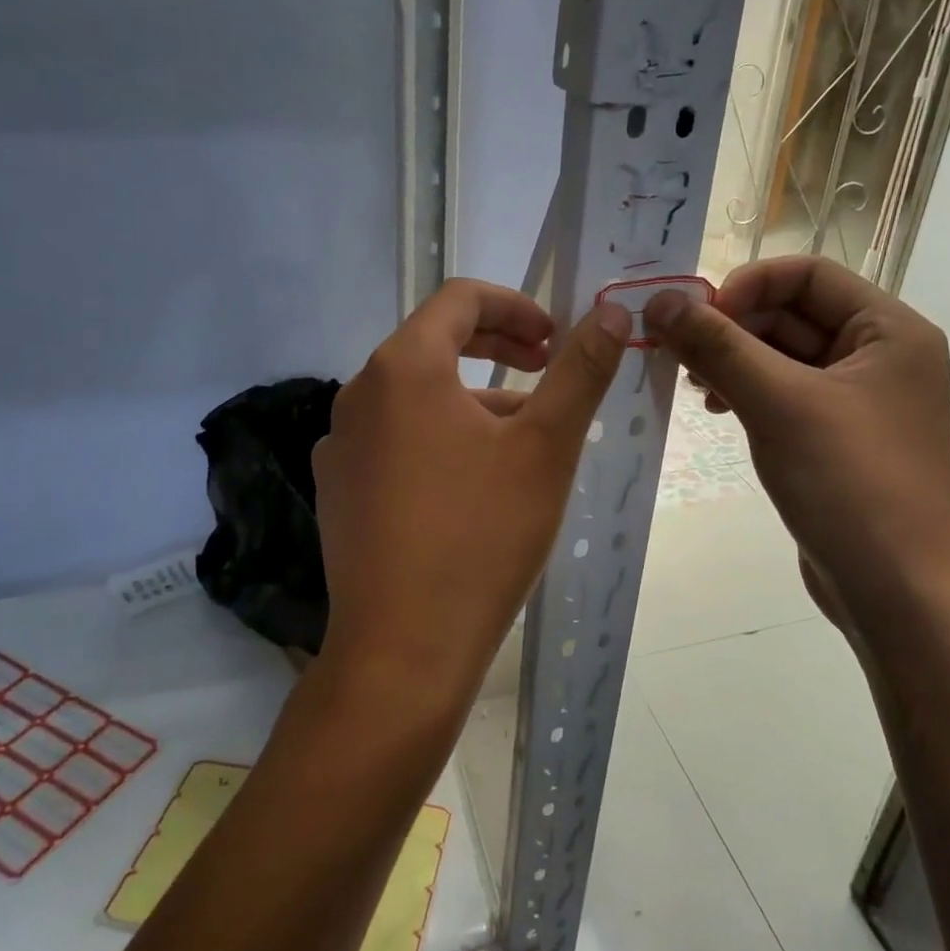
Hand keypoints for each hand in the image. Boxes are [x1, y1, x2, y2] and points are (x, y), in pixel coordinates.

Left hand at [312, 280, 630, 708]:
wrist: (402, 651)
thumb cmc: (481, 537)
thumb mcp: (545, 447)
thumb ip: (580, 372)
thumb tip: (612, 314)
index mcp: (403, 367)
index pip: (459, 299)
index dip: (515, 306)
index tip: (555, 339)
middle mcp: (357, 394)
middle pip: (433, 344)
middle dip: (497, 347)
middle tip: (546, 369)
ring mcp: (340, 445)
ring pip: (415, 397)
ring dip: (471, 398)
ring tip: (521, 438)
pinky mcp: (338, 490)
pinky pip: (394, 440)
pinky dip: (437, 438)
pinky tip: (470, 485)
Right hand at [644, 257, 949, 632]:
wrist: (897, 592)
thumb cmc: (850, 483)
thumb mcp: (778, 404)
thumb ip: (717, 346)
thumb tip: (658, 300)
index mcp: (888, 330)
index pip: (807, 275)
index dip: (746, 286)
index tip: (695, 317)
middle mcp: (880, 356)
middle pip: (792, 315)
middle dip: (732, 329)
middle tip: (680, 355)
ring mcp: (859, 400)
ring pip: (782, 357)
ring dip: (734, 362)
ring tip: (695, 388)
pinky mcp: (836, 438)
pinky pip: (784, 395)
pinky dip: (747, 393)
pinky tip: (718, 412)